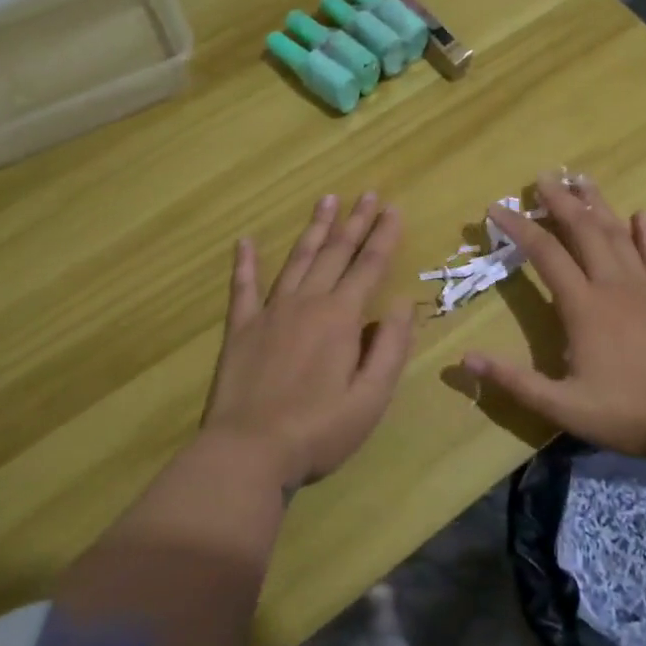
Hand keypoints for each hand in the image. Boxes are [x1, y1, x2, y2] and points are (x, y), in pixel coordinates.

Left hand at [203, 194, 415, 490]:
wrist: (248, 452)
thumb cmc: (319, 430)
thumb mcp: (371, 398)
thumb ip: (391, 347)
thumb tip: (404, 303)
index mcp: (341, 317)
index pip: (369, 266)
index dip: (384, 236)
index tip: (394, 210)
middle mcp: (307, 302)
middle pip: (336, 253)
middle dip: (355, 222)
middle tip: (368, 194)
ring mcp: (269, 312)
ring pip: (297, 259)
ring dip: (314, 229)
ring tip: (327, 200)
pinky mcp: (240, 329)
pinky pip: (243, 287)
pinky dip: (245, 263)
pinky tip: (245, 240)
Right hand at [460, 176, 645, 485]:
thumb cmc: (629, 414)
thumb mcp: (564, 407)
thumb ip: (515, 381)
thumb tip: (465, 359)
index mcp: (584, 307)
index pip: (545, 255)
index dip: (518, 228)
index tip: (496, 208)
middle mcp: (614, 286)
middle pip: (584, 231)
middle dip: (560, 201)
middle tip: (543, 176)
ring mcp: (645, 288)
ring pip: (618, 235)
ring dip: (598, 205)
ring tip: (582, 179)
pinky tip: (642, 214)